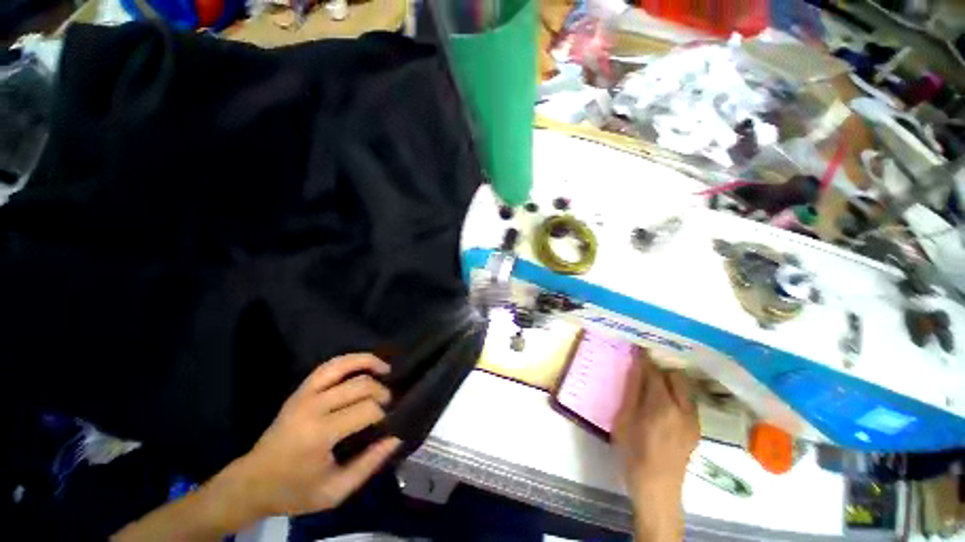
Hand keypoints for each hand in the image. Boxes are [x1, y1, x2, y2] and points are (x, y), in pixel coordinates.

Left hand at [113, 353, 400, 540]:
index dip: (385, 414)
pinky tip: (364, 365)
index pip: (366, 410)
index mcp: (319, 434)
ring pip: (344, 365)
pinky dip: (351, 360)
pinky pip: (329, 366)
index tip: (392, 423)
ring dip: (369, 363)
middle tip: (391, 404)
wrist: (252, 483)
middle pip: (360, 385)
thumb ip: (369, 464)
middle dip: (382, 391)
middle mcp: (313, 407)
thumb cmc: (294, 491)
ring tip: (386, 369)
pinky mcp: (300, 390)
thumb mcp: (335, 491)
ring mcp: (304, 394)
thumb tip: (396, 436)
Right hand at [612, 347, 698, 540]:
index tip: (637, 348)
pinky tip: (663, 404)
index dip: (645, 359)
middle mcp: (683, 409)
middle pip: (677, 376)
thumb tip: (635, 368)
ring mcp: (694, 420)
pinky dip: (676, 394)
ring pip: (685, 388)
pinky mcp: (696, 429)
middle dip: (661, 369)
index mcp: (662, 406)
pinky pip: (688, 401)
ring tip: (654, 385)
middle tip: (644, 370)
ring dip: (670, 381)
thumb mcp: (624, 421)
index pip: (655, 372)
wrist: (657, 489)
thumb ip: (632, 392)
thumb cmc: (633, 453)